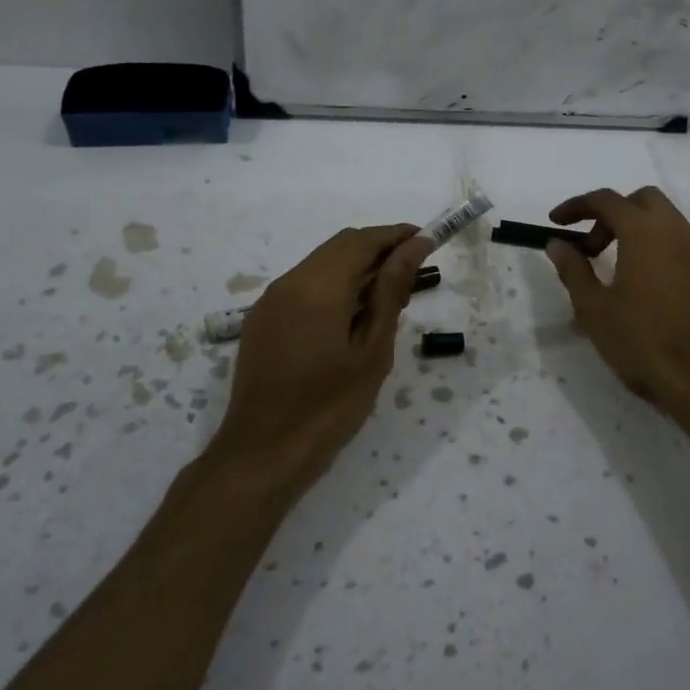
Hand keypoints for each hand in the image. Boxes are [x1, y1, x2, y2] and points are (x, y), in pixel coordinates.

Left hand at [212, 224, 433, 495]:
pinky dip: (333, 285)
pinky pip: (303, 285)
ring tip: (388, 295)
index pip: (363, 241)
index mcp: (318, 287)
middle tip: (414, 270)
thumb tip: (414, 246)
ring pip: (320, 264)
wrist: (262, 453)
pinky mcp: (262, 319)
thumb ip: (390, 291)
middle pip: (340, 246)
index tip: (428, 241)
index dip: (397, 235)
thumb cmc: (329, 407)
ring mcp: (270, 300)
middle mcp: (289, 282)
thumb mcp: (372, 350)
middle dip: (378, 248)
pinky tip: (351, 314)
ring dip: (356, 267)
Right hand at [545, 187, 689, 420]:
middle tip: (590, 248)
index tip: (555, 222)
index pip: (606, 200)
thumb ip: (573, 269)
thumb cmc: (642, 341)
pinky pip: (679, 243)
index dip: (576, 206)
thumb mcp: (594, 308)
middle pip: (641, 201)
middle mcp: (677, 231)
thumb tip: (557, 244)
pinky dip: (655, 247)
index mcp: (645, 231)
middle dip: (611, 214)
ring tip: (613, 268)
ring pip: (664, 221)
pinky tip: (642, 285)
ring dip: (635, 230)